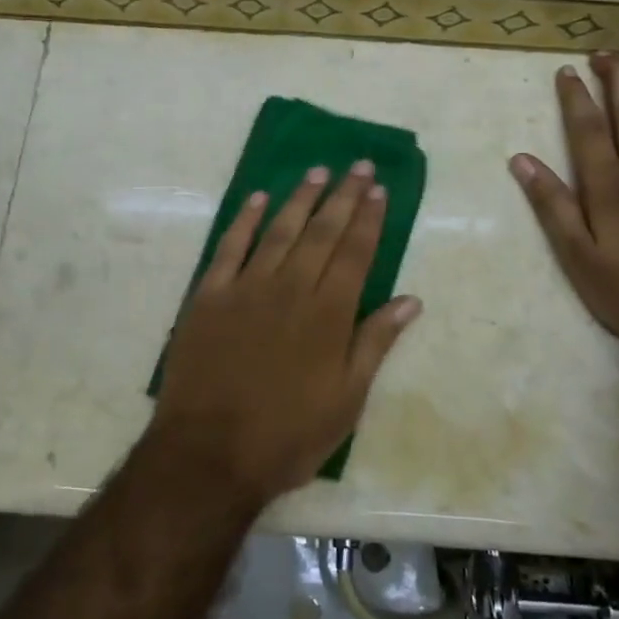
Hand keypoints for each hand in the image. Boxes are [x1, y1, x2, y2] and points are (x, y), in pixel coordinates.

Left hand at [154, 162, 421, 504]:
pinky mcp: (209, 296)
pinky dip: (244, 220)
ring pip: (279, 231)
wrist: (209, 452)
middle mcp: (290, 289)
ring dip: (300, 198)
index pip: (355, 253)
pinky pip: (230, 247)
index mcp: (328, 314)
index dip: (368, 219)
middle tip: (358, 166)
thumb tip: (410, 301)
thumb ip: (375, 344)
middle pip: (322, 232)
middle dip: (343, 197)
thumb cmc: (287, 435)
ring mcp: (246, 288)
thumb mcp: (346, 400)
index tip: (378, 190)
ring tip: (317, 171)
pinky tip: (258, 199)